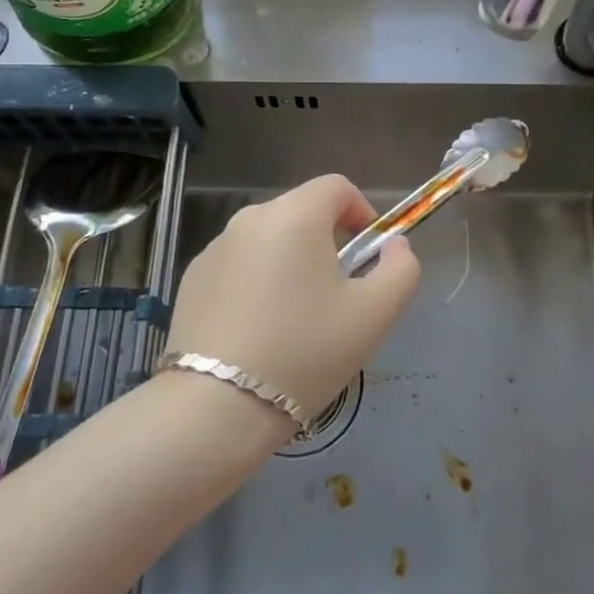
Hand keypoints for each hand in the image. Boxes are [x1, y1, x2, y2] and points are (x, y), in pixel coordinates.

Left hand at [165, 175, 421, 419]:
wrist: (216, 406)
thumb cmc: (305, 351)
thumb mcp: (375, 314)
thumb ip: (401, 269)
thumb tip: (394, 246)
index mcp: (295, 214)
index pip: (337, 187)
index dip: (362, 213)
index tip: (367, 258)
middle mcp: (250, 218)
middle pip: (302, 213)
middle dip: (327, 243)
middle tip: (336, 297)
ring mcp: (215, 247)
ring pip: (268, 241)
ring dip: (290, 263)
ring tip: (295, 320)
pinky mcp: (192, 278)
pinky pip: (238, 266)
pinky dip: (256, 283)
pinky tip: (257, 331)